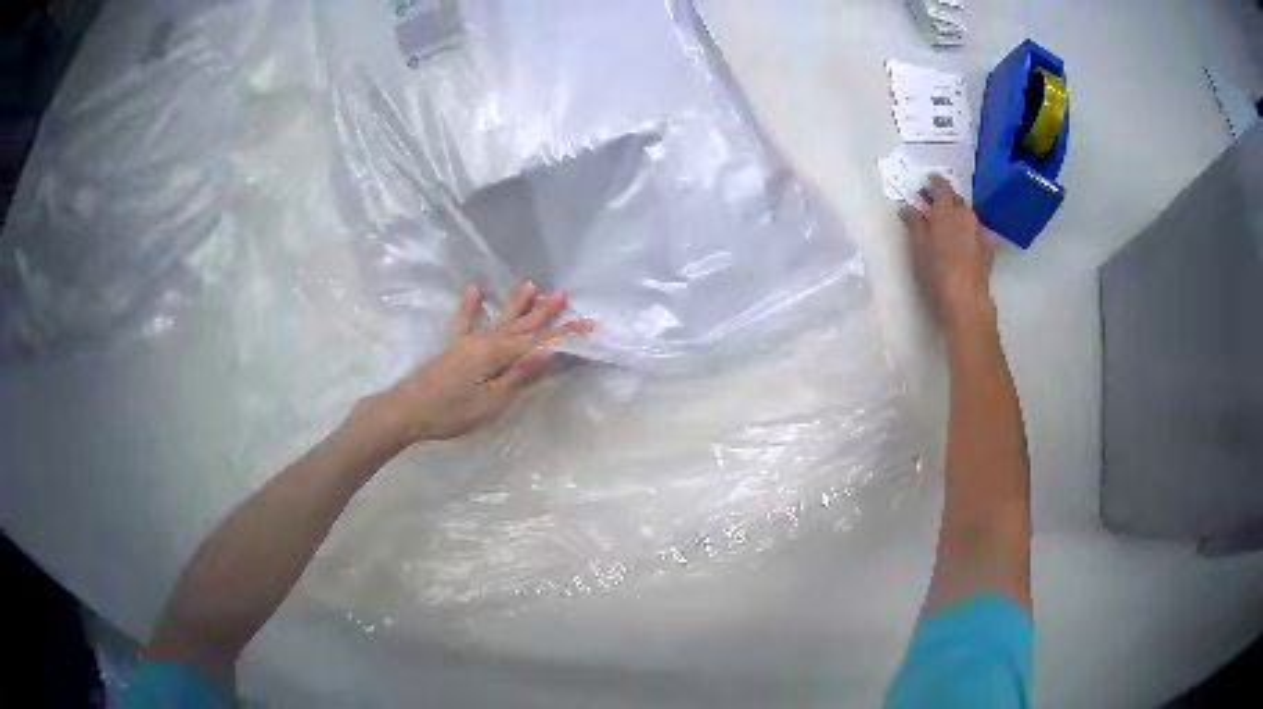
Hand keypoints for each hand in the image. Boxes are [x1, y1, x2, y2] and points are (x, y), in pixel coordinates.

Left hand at [359, 282, 594, 446]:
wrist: (407, 410)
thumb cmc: (452, 411)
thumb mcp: (492, 401)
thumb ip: (521, 374)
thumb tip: (550, 351)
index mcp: (499, 354)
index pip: (541, 342)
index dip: (566, 334)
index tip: (591, 324)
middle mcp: (486, 341)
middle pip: (522, 326)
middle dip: (545, 312)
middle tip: (564, 293)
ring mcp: (468, 342)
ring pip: (500, 319)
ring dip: (517, 303)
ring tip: (532, 284)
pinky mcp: (454, 347)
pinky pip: (465, 320)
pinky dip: (470, 304)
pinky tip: (474, 287)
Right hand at [901, 175, 996, 332]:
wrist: (966, 300)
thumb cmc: (937, 271)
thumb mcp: (918, 247)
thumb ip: (914, 223)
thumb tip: (910, 208)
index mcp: (947, 210)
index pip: (941, 185)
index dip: (931, 183)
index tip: (923, 188)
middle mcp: (966, 216)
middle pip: (955, 200)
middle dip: (944, 201)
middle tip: (931, 211)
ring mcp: (979, 233)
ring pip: (966, 216)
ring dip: (956, 217)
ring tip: (945, 230)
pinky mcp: (987, 250)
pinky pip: (974, 233)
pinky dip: (965, 233)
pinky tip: (959, 246)